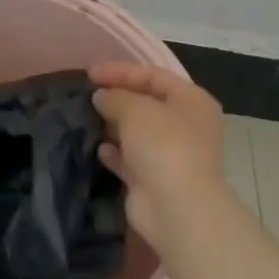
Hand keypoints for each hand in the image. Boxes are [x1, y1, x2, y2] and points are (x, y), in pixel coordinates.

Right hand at [90, 61, 230, 251]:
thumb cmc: (163, 146)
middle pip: (146, 103)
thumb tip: (101, 97)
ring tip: (87, 118)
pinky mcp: (154, 178)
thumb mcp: (135, 109)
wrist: (177, 208)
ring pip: (137, 132)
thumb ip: (114, 96)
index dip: (121, 71)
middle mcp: (185, 125)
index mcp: (191, 101)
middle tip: (87, 95)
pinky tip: (99, 149)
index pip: (153, 75)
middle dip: (116, 98)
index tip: (89, 73)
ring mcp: (171, 154)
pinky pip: (130, 159)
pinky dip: (115, 153)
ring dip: (113, 125)